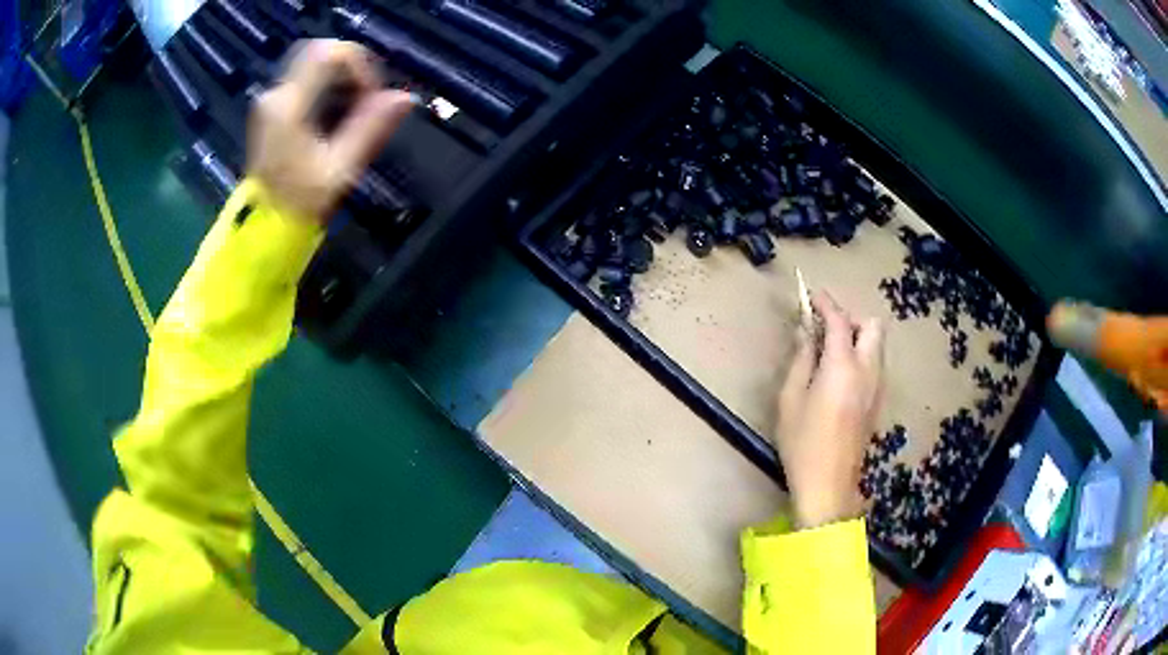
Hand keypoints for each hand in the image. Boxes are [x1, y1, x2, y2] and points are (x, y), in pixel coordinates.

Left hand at [247, 39, 415, 222]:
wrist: (264, 226)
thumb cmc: (301, 201)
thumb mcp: (341, 167)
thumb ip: (371, 127)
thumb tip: (406, 97)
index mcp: (289, 106)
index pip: (329, 53)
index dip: (359, 64)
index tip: (370, 95)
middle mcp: (275, 94)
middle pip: (319, 51)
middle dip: (350, 66)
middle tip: (365, 97)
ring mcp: (270, 100)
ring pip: (311, 62)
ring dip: (339, 75)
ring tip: (352, 107)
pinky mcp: (271, 108)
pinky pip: (303, 78)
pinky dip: (325, 84)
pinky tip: (334, 112)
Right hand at [775, 291, 884, 528]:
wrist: (829, 486)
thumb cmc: (803, 444)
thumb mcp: (790, 399)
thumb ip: (801, 360)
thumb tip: (804, 331)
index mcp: (843, 367)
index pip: (840, 321)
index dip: (826, 303)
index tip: (812, 294)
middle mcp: (868, 371)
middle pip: (873, 326)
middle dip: (851, 318)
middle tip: (826, 330)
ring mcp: (878, 387)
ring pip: (877, 345)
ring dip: (858, 337)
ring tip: (830, 351)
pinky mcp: (878, 402)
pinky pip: (875, 364)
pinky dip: (862, 356)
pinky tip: (839, 375)